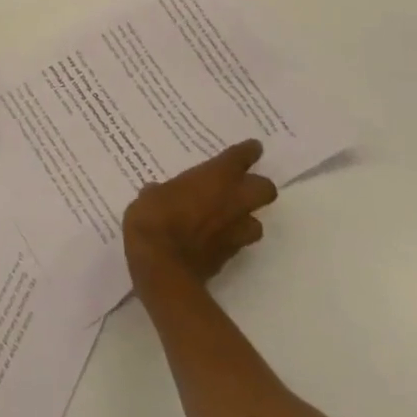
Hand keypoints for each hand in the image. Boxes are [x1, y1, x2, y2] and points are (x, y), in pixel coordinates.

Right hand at [122, 139, 277, 288]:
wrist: (162, 269)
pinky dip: (229, 237)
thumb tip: (158, 193)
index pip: (239, 159)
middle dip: (259, 186)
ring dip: (246, 217)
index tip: (253, 147)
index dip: (248, 152)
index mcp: (214, 179)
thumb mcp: (149, 196)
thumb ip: (161, 191)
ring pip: (257, 222)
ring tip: (229, 215)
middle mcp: (231, 202)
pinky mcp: (228, 257)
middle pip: (266, 190)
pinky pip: (238, 243)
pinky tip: (213, 236)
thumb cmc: (154, 220)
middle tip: (244, 184)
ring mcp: (234, 233)